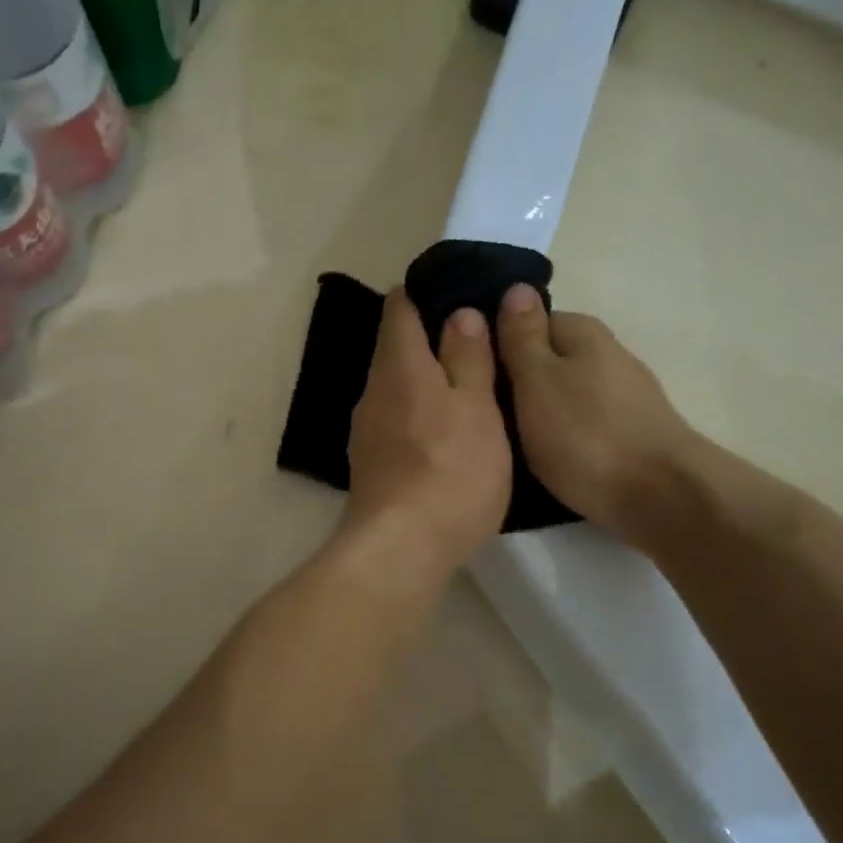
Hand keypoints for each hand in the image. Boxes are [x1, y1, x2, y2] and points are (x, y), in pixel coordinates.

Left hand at [344, 288, 511, 577]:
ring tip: (466, 388)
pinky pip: (394, 422)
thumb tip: (458, 313)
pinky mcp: (368, 464)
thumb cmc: (451, 471)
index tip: (459, 295)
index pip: (401, 308)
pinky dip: (417, 416)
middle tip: (477, 344)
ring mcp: (365, 430)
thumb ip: (468, 358)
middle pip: (396, 349)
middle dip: (431, 340)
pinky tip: (442, 435)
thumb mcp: (477, 408)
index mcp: (399, 365)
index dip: (426, 294)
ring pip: (395, 388)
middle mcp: (373, 391)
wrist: (401, 549)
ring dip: (425, 382)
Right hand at [496, 283, 693, 538]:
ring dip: (542, 412)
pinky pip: (585, 424)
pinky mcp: (634, 433)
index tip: (475, 376)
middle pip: (550, 360)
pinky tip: (550, 460)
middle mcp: (609, 355)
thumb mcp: (537, 381)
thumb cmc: (586, 435)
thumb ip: (522, 338)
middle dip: (520, 382)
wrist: (661, 497)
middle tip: (487, 415)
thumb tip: (516, 288)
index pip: (530, 321)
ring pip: (567, 394)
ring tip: (510, 442)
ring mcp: (626, 396)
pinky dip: (566, 437)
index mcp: (584, 333)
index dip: (500, 345)